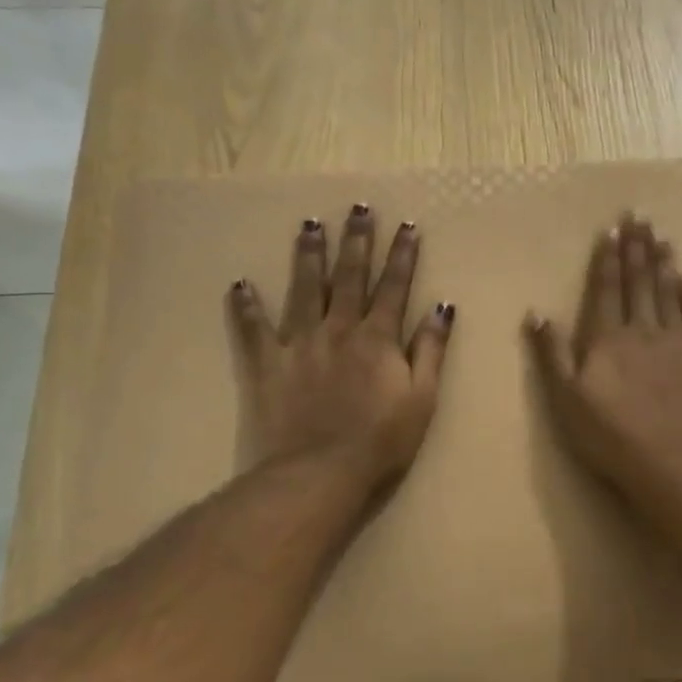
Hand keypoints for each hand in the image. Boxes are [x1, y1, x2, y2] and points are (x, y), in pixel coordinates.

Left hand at [228, 205, 453, 488]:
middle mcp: (339, 329)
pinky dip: (246, 307)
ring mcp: (299, 343)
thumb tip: (442, 306)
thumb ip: (430, 349)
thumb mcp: (422, 398)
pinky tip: (239, 284)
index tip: (406, 224)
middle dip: (356, 240)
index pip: (394, 286)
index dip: (402, 255)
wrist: (320, 473)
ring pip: (305, 289)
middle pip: (350, 277)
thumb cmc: (381, 441)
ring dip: (309, 255)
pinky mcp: (267, 364)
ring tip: (310, 224)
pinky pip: (253, 330)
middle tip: (357, 207)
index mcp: (378, 338)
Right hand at [526, 215, 681, 507]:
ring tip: (662, 236)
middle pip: (639, 281)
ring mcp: (676, 342)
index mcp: (608, 338)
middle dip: (637, 247)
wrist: (671, 463)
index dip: (608, 258)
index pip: (607, 288)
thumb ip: (551, 353)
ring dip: (664, 262)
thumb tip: (536, 312)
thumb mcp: (565, 399)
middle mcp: (642, 330)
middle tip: (639, 216)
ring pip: (669, 292)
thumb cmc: (609, 435)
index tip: (612, 230)